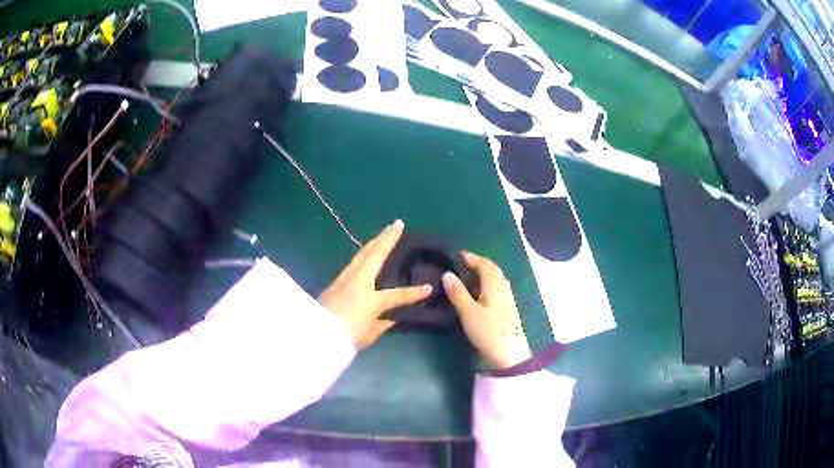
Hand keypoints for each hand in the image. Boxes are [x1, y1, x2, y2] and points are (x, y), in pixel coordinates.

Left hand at [319, 220, 432, 348]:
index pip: (398, 295)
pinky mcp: (334, 282)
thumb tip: (391, 319)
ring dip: (374, 242)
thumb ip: (381, 325)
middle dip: (387, 238)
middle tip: (396, 224)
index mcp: (372, 299)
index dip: (414, 293)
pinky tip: (364, 254)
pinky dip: (362, 254)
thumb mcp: (368, 335)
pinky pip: (353, 263)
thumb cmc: (345, 337)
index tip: (428, 288)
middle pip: (375, 255)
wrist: (314, 333)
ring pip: (362, 255)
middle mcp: (359, 283)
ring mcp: (344, 279)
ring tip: (383, 233)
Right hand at [442, 252, 531, 369]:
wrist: (509, 355)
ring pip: (496, 280)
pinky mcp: (508, 310)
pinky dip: (486, 286)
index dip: (472, 257)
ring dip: (483, 276)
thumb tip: (447, 273)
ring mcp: (508, 299)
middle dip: (478, 265)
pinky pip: (497, 290)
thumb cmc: (488, 331)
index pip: (485, 264)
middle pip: (493, 270)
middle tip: (462, 266)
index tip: (458, 255)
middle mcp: (504, 288)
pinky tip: (478, 296)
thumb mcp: (468, 312)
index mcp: (495, 284)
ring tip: (467, 279)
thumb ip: (458, 292)